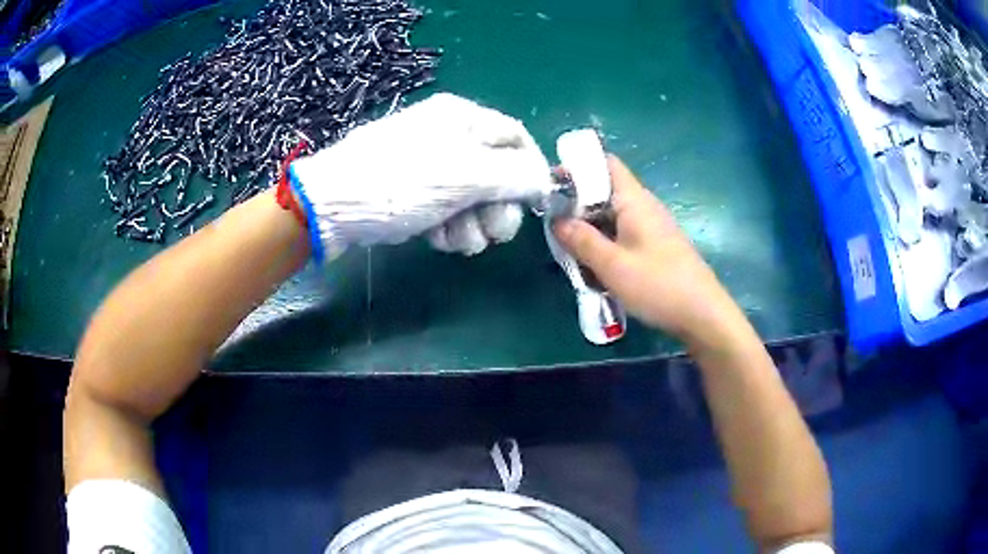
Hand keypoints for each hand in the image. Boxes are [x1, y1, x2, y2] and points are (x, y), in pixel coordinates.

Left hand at [289, 93, 551, 260]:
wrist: (330, 208)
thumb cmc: (399, 182)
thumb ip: (514, 177)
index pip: (515, 137)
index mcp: (463, 118)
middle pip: (498, 172)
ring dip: (473, 224)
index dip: (532, 169)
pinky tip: (436, 239)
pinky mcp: (414, 193)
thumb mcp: (464, 176)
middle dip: (499, 207)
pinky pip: (448, 210)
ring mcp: (430, 166)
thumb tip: (545, 182)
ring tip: (455, 240)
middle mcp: (450, 137)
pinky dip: (448, 227)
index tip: (538, 203)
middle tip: (495, 234)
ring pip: (474, 198)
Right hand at [553, 156, 742, 346]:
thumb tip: (556, 220)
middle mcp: (644, 207)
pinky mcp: (655, 247)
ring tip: (567, 248)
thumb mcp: (612, 265)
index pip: (606, 164)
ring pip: (612, 217)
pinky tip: (594, 266)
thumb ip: (582, 240)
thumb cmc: (658, 285)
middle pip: (605, 191)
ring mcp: (651, 227)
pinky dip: (605, 243)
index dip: (578, 167)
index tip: (552, 185)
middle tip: (553, 225)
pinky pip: (623, 235)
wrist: (703, 314)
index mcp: (634, 200)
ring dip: (590, 228)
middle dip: (577, 204)